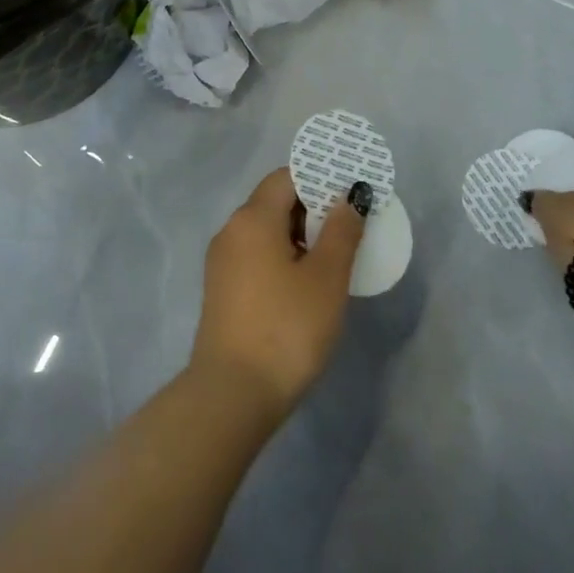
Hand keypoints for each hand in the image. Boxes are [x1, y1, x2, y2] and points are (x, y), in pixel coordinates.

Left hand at [191, 168, 367, 416]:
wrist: (232, 395)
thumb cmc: (286, 328)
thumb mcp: (326, 278)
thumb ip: (342, 231)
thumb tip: (350, 195)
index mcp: (253, 218)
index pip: (287, 177)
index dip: (320, 179)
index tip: (351, 194)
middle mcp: (231, 230)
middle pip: (275, 201)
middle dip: (314, 208)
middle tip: (351, 228)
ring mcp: (222, 261)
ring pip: (266, 230)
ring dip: (300, 235)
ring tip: (335, 258)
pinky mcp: (222, 289)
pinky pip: (256, 255)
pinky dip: (283, 256)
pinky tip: (306, 284)